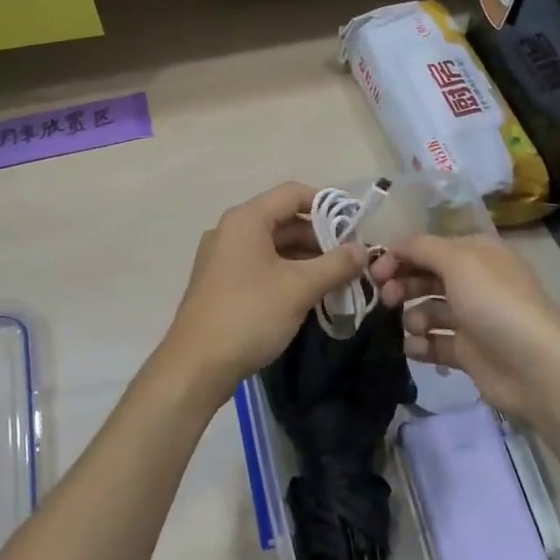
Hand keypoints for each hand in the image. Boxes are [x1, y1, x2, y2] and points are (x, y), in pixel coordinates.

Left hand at [153, 182, 368, 408]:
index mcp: (246, 220)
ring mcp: (223, 257)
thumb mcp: (299, 288)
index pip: (293, 194)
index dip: (327, 204)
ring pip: (274, 246)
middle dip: (321, 238)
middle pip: (284, 220)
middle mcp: (231, 230)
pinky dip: (288, 273)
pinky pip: (262, 266)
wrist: (196, 365)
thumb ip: (335, 265)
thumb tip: (363, 250)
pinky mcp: (222, 283)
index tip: (356, 225)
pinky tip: (310, 295)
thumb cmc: (249, 315)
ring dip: (307, 259)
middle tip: (352, 260)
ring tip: (338, 280)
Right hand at [370, 233, 559, 427]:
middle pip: (424, 277)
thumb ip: (421, 248)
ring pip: (427, 311)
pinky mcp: (468, 352)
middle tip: (386, 299)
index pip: (427, 247)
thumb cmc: (494, 303)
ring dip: (412, 317)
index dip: (398, 256)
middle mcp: (473, 282)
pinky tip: (416, 348)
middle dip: (401, 285)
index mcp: (475, 254)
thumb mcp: (457, 261)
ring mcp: (471, 318)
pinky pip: (434, 343)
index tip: (373, 272)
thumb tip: (395, 247)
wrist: (534, 366)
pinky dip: (421, 345)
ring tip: (414, 327)